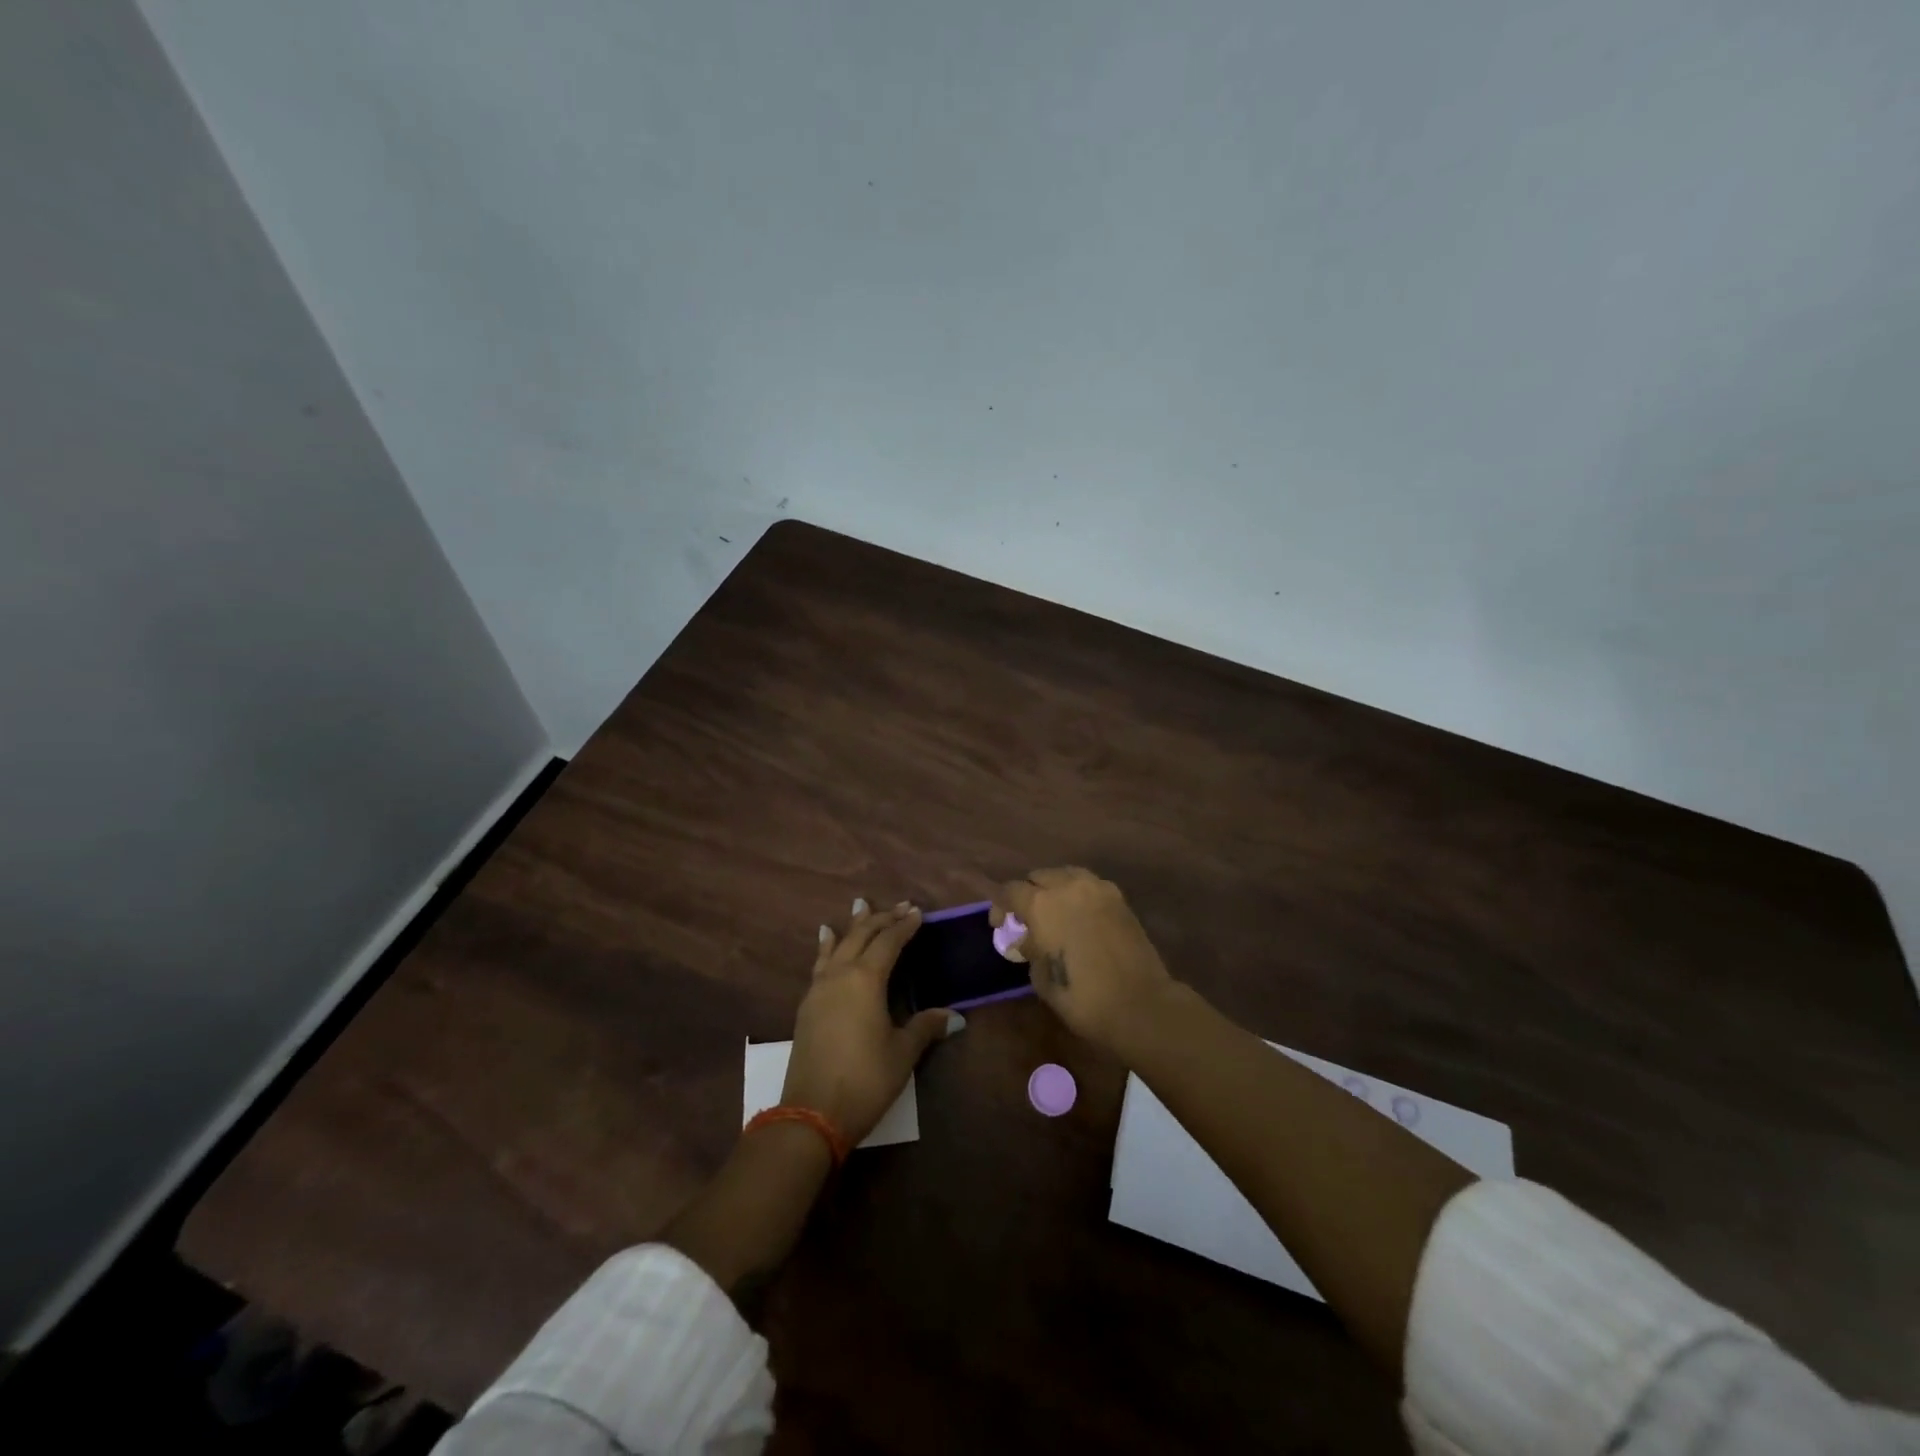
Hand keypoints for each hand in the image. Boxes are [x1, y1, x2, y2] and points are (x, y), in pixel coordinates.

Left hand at [782, 898, 961, 1146]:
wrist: (811, 1113)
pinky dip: (827, 946)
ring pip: (838, 944)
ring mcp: (819, 989)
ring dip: (853, 925)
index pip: (889, 941)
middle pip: (862, 935)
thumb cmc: (865, 1079)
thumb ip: (926, 1027)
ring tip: (860, 905)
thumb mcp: (902, 1053)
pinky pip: (820, 963)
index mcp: (866, 979)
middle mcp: (840, 975)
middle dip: (882, 919)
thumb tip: (955, 1016)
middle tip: (900, 907)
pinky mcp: (807, 1005)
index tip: (918, 912)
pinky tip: (826, 939)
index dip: (904, 926)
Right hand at [993, 867, 1176, 1052]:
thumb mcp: (1042, 979)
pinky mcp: (1120, 898)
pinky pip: (1090, 885)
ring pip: (1066, 875)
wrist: (1140, 1004)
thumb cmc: (1083, 998)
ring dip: (1055, 889)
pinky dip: (1079, 895)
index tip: (1000, 927)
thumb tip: (1030, 939)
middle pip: (1038, 876)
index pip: (1010, 891)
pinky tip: (1081, 917)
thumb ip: (1031, 950)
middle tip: (1028, 920)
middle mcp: (1068, 886)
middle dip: (1029, 894)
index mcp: (1042, 904)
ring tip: (1056, 913)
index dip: (1000, 907)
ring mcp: (1097, 888)